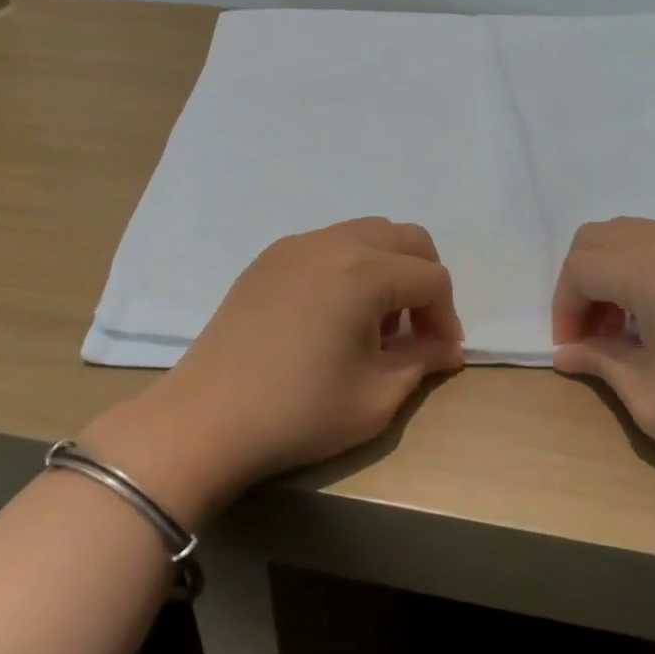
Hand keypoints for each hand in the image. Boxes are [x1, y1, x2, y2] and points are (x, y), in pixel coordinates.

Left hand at [85, 218, 465, 522]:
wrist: (205, 420)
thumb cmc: (299, 413)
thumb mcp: (375, 398)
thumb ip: (421, 362)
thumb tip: (449, 348)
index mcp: (365, 273)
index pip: (432, 278)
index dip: (446, 316)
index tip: (440, 354)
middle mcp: (333, 244)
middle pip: (406, 238)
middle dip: (424, 280)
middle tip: (415, 329)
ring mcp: (295, 246)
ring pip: (366, 234)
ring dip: (388, 270)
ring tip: (374, 323)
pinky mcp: (268, 259)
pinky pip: (328, 245)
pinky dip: (350, 267)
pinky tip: (333, 315)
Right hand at [551, 218, 654, 482]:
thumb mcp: (651, 398)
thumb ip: (600, 363)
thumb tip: (567, 352)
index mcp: (652, 271)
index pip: (580, 267)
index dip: (564, 307)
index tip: (572, 349)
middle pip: (600, 237)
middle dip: (581, 282)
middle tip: (593, 333)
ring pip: (634, 235)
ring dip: (613, 273)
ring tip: (626, 328)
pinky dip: (646, 269)